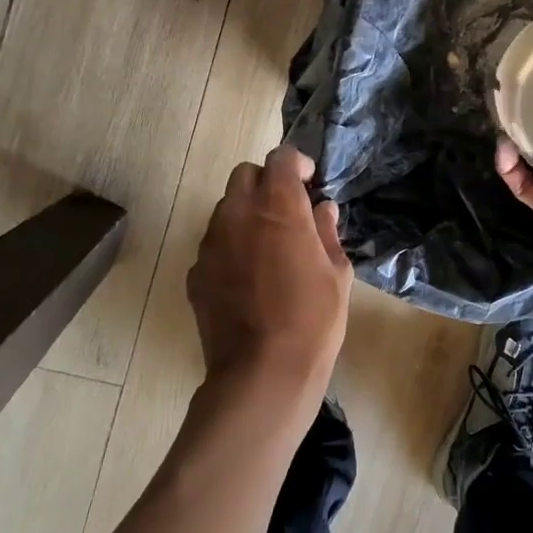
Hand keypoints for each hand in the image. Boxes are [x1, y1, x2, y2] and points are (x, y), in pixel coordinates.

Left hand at [188, 146, 351, 414]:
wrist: (263, 374)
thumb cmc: (313, 320)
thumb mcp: (336, 273)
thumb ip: (326, 232)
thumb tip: (322, 209)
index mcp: (277, 206)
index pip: (281, 158)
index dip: (297, 164)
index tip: (309, 183)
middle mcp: (237, 214)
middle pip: (245, 175)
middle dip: (266, 183)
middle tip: (287, 211)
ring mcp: (211, 243)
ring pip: (225, 208)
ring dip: (246, 214)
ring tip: (267, 248)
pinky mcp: (196, 272)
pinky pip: (214, 244)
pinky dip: (231, 247)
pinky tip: (248, 279)